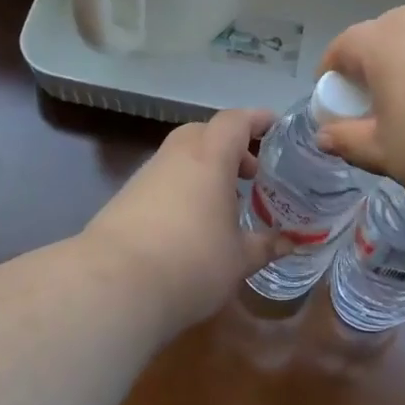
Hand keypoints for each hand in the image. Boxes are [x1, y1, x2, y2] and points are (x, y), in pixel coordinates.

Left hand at [84, 108, 289, 331]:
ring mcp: (146, 176)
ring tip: (224, 202)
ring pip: (181, 156)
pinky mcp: (125, 199)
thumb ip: (266, 245)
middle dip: (230, 146)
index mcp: (209, 158)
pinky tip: (191, 223)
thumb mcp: (239, 260)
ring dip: (205, 168)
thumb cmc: (191, 263)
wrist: (113, 285)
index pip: (235, 121)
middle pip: (204, 132)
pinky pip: (163, 180)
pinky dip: (183, 188)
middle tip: (252, 173)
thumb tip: (291, 242)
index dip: (257, 119)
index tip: (275, 127)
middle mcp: (176, 157)